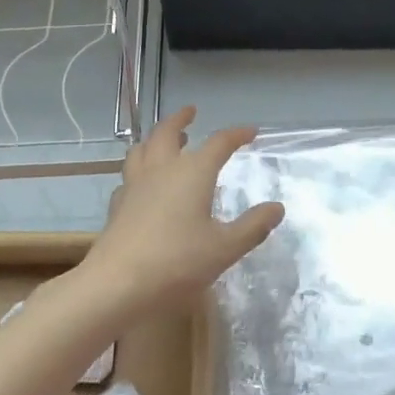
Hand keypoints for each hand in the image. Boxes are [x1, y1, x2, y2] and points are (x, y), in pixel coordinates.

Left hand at [81, 106, 284, 317]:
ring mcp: (134, 186)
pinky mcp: (118, 206)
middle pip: (167, 132)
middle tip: (191, 112)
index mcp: (192, 173)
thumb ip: (253, 226)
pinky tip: (142, 184)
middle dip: (181, 119)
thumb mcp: (225, 248)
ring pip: (142, 149)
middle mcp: (161, 170)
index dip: (236, 134)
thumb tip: (277, 208)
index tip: (250, 131)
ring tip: (165, 140)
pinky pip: (128, 177)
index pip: (219, 143)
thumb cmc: (178, 262)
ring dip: (156, 139)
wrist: (118, 282)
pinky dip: (139, 171)